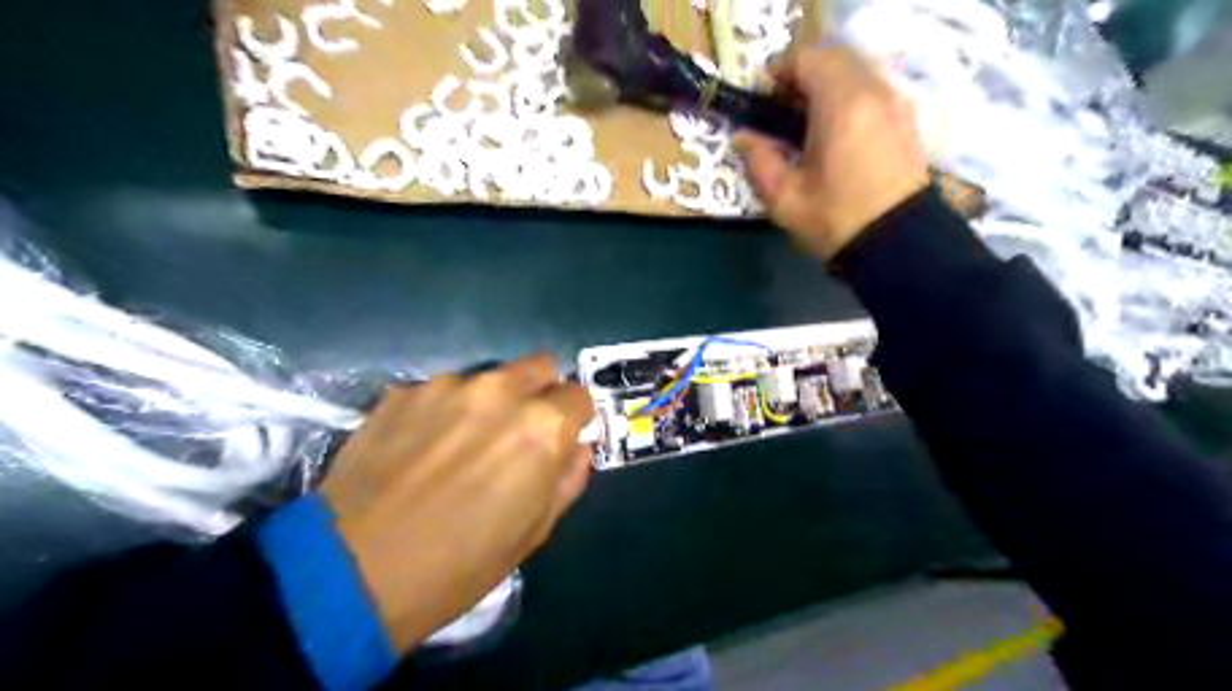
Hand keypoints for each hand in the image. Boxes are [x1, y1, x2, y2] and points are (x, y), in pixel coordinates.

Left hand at [319, 355, 593, 653]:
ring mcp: (447, 386)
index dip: (573, 418)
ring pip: (487, 379)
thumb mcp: (534, 531)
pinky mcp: (402, 391)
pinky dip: (443, 411)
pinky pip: (440, 391)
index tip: (560, 438)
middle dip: (539, 393)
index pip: (578, 395)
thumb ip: (567, 478)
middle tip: (518, 432)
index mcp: (541, 426)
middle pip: (538, 367)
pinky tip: (419, 448)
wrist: (351, 571)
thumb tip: (576, 448)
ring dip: (488, 402)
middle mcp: (500, 391)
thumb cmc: (459, 563)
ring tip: (459, 444)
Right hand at [736, 43, 928, 262]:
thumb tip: (744, 137)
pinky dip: (850, 97)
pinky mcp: (907, 121)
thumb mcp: (784, 198)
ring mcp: (896, 104)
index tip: (763, 98)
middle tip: (782, 110)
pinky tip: (836, 134)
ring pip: (857, 71)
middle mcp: (874, 92)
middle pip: (835, 57)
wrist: (897, 244)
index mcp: (841, 105)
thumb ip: (758, 160)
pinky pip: (874, 90)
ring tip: (807, 123)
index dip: (779, 71)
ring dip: (828, 86)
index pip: (808, 58)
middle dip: (803, 75)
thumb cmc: (836, 220)